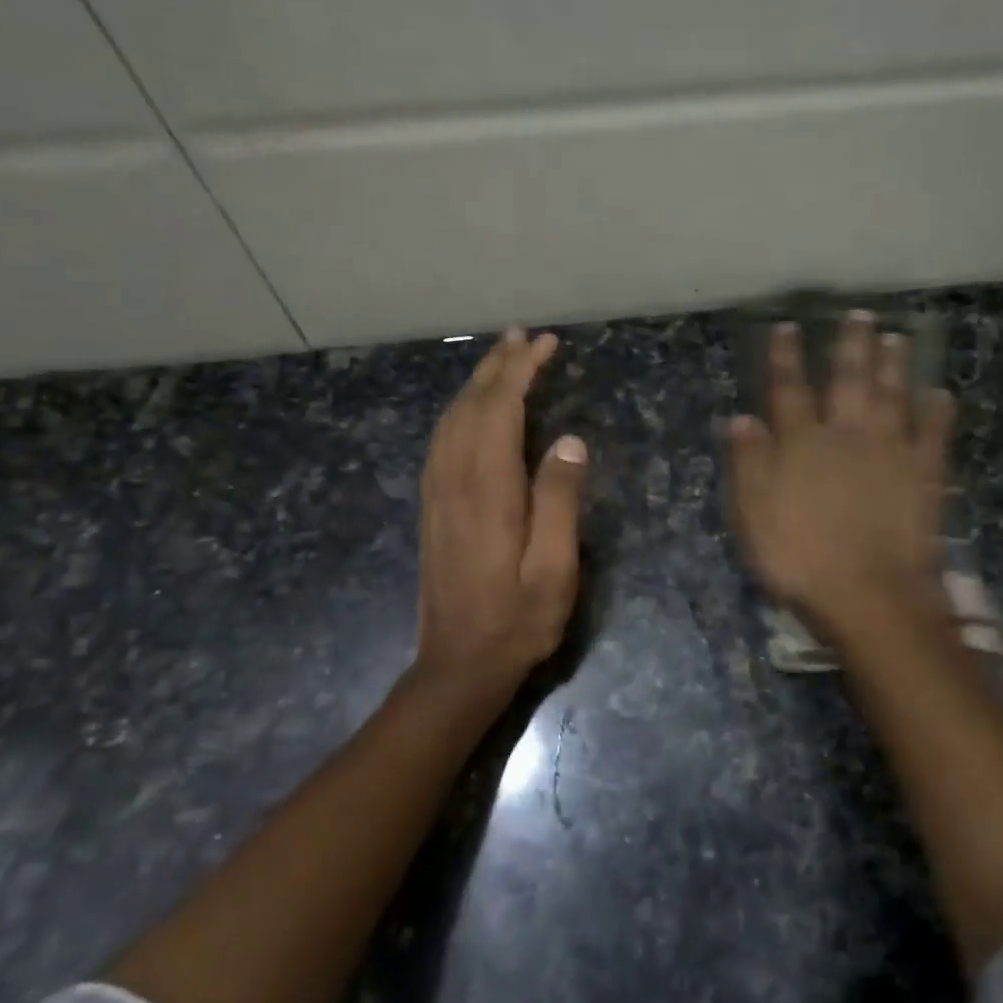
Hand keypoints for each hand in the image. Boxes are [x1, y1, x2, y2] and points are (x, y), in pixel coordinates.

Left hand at [412, 329, 589, 706]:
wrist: (458, 665)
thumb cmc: (517, 620)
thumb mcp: (555, 567)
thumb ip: (560, 500)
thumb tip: (569, 440)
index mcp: (488, 489)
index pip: (500, 410)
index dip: (521, 371)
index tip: (544, 344)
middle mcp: (454, 480)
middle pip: (471, 406)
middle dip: (497, 366)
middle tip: (524, 337)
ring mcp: (438, 494)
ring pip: (451, 420)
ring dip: (476, 384)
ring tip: (501, 359)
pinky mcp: (433, 508)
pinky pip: (442, 442)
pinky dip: (459, 412)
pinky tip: (472, 410)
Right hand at [727, 312, 954, 635]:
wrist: (870, 595)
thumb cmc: (801, 558)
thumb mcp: (754, 515)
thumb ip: (748, 464)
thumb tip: (741, 418)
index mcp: (802, 443)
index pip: (790, 389)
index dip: (786, 357)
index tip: (788, 327)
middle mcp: (847, 434)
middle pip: (849, 380)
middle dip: (852, 345)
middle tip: (860, 315)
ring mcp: (890, 451)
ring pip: (893, 396)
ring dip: (895, 365)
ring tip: (898, 337)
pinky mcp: (924, 474)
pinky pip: (934, 434)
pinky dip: (938, 411)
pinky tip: (940, 394)